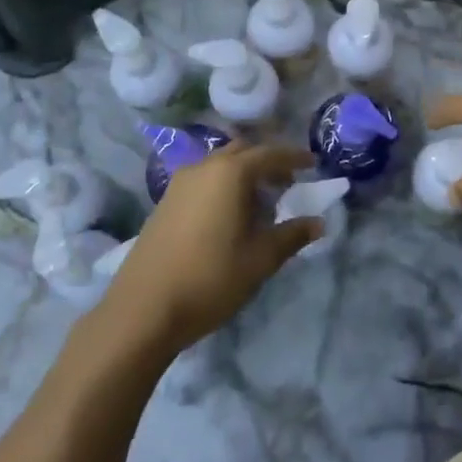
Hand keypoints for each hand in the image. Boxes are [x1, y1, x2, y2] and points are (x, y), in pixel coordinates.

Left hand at [99, 143, 319, 355]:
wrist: (143, 309)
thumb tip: (318, 222)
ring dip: (242, 173)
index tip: (313, 164)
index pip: (270, 154)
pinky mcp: (165, 203)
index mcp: (230, 173)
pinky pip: (203, 180)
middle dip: (267, 161)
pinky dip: (222, 185)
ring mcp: (179, 184)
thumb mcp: (260, 259)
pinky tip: (229, 214)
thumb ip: (292, 235)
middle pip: (242, 152)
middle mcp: (204, 167)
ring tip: (260, 200)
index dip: (294, 158)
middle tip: (287, 182)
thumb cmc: (211, 278)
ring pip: (219, 164)